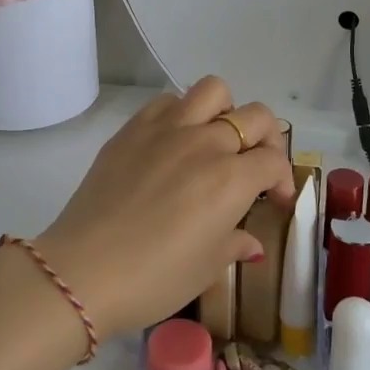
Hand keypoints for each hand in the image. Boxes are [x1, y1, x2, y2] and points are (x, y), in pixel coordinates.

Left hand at [36, 78, 295, 342]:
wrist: (85, 269)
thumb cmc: (154, 278)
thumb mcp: (206, 269)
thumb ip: (235, 244)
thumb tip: (250, 242)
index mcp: (231, 179)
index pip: (274, 161)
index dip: (284, 180)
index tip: (276, 201)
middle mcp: (205, 142)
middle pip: (255, 116)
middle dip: (267, 139)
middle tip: (256, 165)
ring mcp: (166, 128)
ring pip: (212, 91)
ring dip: (225, 111)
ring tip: (216, 140)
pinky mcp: (133, 128)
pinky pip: (167, 101)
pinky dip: (181, 113)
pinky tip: (174, 142)